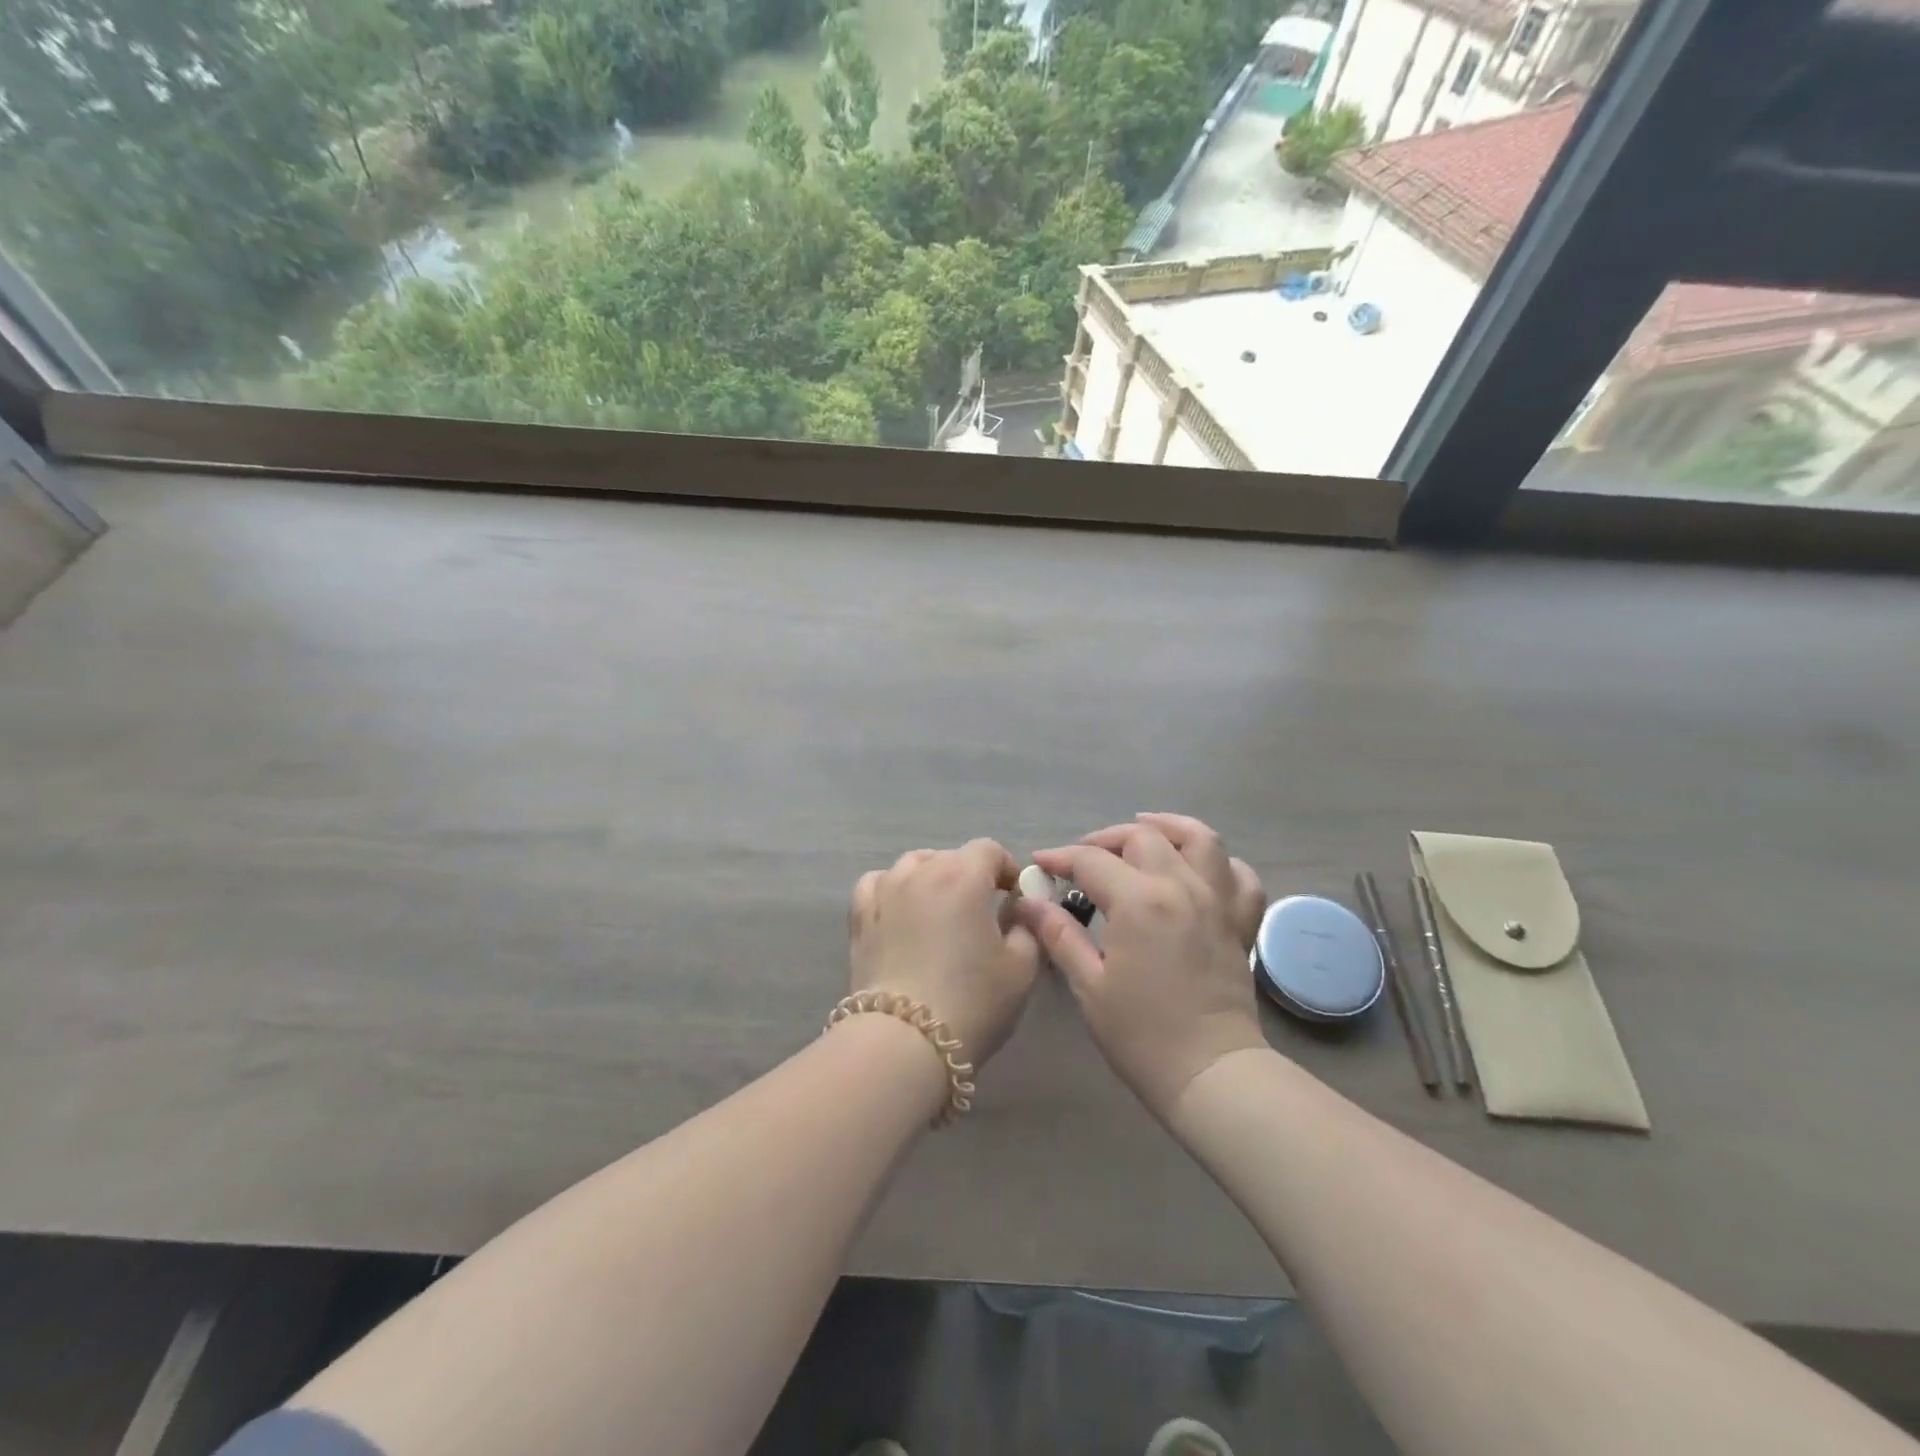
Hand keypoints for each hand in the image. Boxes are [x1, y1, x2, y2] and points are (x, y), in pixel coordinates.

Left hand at [849, 839, 1042, 1066]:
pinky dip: (893, 888)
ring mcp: (884, 891)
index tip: (1014, 897)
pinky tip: (901, 909)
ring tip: (941, 909)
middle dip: (972, 876)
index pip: (989, 850)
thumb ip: (1027, 927)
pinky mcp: (860, 917)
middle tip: (982, 911)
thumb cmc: (972, 1002)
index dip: (1007, 868)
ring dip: (932, 877)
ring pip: (913, 865)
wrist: (904, 1042)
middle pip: (951, 856)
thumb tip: (1017, 911)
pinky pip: (877, 883)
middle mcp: (921, 872)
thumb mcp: (1021, 968)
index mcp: (963, 876)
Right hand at [1014, 813, 1268, 1117]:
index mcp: (1139, 902)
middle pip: (1142, 837)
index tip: (1041, 864)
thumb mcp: (1089, 985)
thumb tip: (1030, 903)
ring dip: (1168, 827)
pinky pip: (1240, 876)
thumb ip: (1059, 935)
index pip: (1092, 860)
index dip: (1061, 857)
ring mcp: (1218, 901)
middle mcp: (1181, 887)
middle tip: (1082, 858)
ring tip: (1145, 829)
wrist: (1210, 1073)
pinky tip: (1199, 868)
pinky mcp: (1240, 922)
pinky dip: (1220, 863)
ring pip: (1199, 839)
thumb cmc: (1141, 1034)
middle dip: (1105, 839)